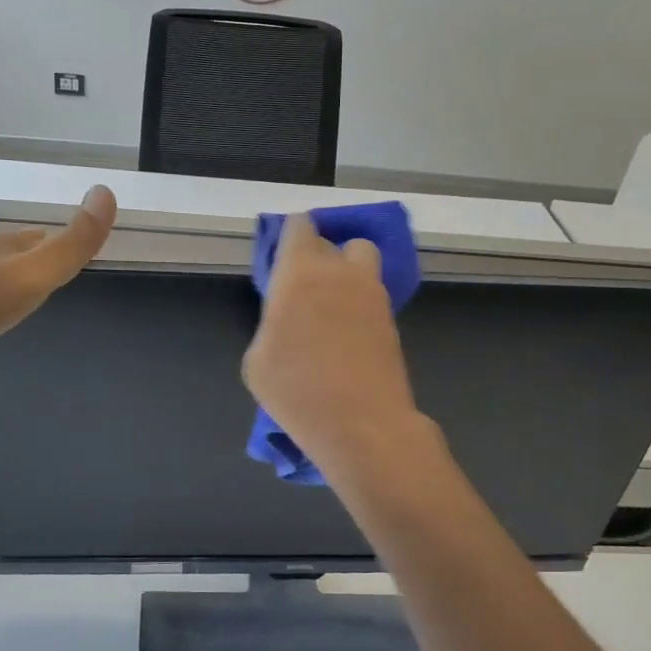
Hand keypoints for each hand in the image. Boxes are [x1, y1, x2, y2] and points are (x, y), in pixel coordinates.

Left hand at [0, 185, 115, 360]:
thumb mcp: (30, 275)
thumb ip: (71, 244)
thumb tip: (106, 192)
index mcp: (4, 248)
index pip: (40, 240)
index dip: (58, 247)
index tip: (71, 256)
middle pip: (8, 252)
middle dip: (27, 260)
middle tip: (42, 276)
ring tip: (5, 294)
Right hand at [243, 211, 430, 479]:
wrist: (362, 424)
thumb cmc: (297, 389)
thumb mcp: (257, 360)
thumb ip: (271, 324)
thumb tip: (288, 319)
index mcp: (300, 271)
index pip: (299, 227)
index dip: (291, 236)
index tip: (282, 258)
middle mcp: (341, 271)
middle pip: (334, 242)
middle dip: (319, 255)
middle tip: (304, 287)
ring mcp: (373, 294)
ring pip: (362, 263)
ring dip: (347, 273)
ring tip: (329, 310)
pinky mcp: (392, 320)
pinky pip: (372, 296)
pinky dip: (359, 305)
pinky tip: (346, 336)